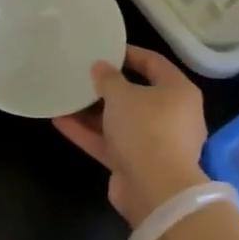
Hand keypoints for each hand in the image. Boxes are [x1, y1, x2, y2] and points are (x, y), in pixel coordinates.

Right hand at [53, 45, 209, 228]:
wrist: (155, 190)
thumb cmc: (145, 129)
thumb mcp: (122, 95)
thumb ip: (108, 78)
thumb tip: (100, 67)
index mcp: (178, 93)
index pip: (155, 64)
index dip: (130, 54)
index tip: (105, 49)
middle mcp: (171, 116)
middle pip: (137, 95)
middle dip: (108, 87)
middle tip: (83, 74)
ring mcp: (154, 143)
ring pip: (120, 121)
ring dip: (93, 112)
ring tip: (66, 97)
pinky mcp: (136, 164)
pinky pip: (110, 143)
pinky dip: (88, 133)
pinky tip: (59, 121)